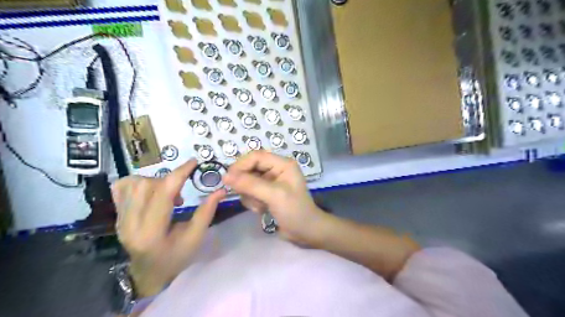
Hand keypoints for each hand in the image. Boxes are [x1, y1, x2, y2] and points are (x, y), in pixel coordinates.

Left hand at [112, 159, 226, 297]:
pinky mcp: (117, 215)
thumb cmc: (176, 257)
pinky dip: (137, 182)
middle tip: (179, 194)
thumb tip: (220, 190)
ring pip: (133, 183)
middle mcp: (130, 223)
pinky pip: (121, 187)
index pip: (163, 192)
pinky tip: (150, 191)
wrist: (148, 272)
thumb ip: (207, 212)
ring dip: (155, 181)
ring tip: (165, 195)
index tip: (193, 162)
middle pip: (147, 184)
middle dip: (168, 181)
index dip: (180, 173)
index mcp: (152, 232)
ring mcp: (120, 218)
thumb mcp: (195, 237)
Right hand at [221, 151, 323, 244]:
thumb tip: (225, 176)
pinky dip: (252, 201)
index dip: (241, 165)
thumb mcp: (273, 195)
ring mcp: (271, 182)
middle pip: (250, 168)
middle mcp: (276, 169)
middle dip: (246, 184)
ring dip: (250, 195)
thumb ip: (250, 184)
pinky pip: (250, 192)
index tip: (228, 179)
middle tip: (247, 197)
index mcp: (282, 164)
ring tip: (260, 206)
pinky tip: (262, 210)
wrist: (306, 233)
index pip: (256, 156)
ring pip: (248, 182)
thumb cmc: (294, 211)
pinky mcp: (267, 193)